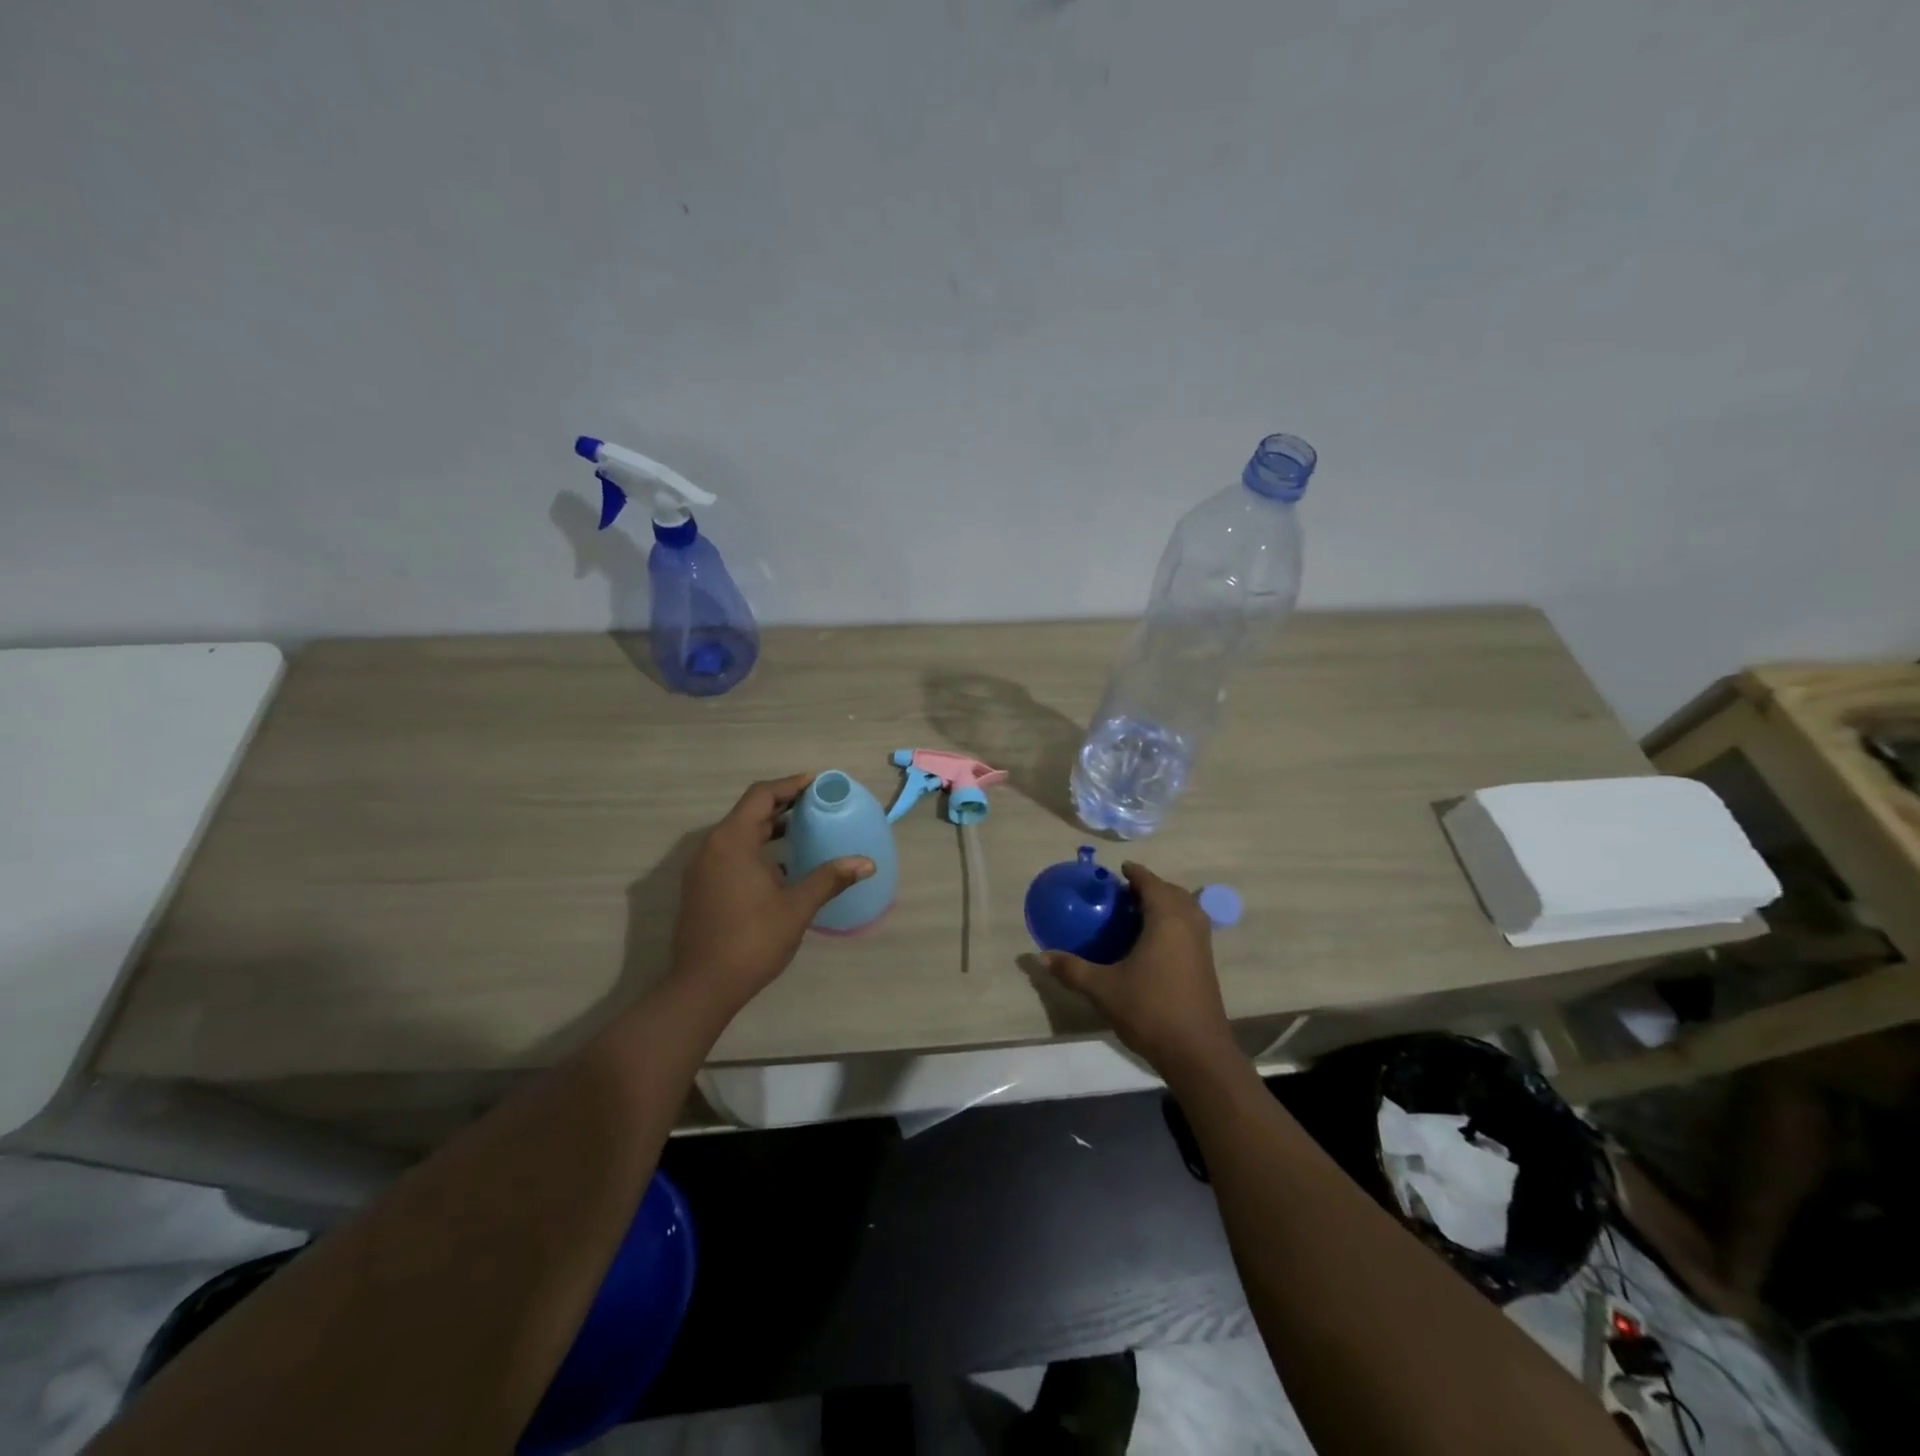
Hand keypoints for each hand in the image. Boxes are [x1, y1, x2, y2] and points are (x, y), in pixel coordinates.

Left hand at [671, 774, 873, 1008]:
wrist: (703, 986)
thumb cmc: (752, 940)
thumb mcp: (797, 907)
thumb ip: (830, 878)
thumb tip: (866, 863)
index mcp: (732, 841)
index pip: (761, 795)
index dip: (791, 785)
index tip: (818, 784)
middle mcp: (712, 847)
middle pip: (749, 812)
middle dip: (783, 805)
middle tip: (817, 805)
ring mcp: (702, 868)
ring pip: (739, 834)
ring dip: (770, 828)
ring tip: (804, 831)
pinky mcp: (700, 887)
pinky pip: (731, 854)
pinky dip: (756, 849)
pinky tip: (782, 866)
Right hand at [1042, 862, 1236, 1077]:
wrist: (1197, 1053)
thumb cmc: (1150, 1010)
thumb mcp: (1103, 989)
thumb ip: (1072, 969)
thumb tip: (1040, 956)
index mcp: (1166, 921)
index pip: (1152, 884)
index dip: (1136, 873)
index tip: (1120, 868)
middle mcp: (1188, 926)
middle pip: (1174, 893)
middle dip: (1152, 887)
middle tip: (1126, 893)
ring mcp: (1202, 946)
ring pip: (1187, 911)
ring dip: (1167, 905)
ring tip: (1139, 914)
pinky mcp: (1206, 966)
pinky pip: (1190, 929)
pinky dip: (1174, 923)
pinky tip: (1154, 943)